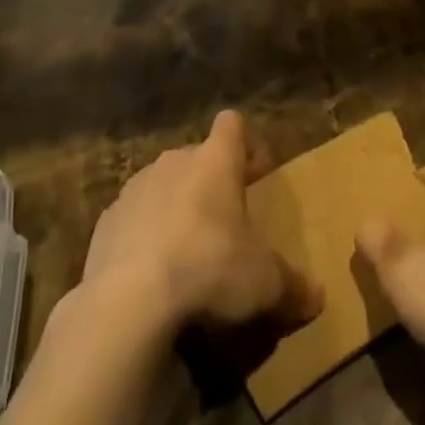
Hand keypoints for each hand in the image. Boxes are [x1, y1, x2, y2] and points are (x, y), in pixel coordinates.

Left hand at [77, 109, 322, 338]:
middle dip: (212, 184)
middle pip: (198, 157)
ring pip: (163, 186)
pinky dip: (143, 238)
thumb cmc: (209, 269)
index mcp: (215, 160)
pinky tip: (151, 276)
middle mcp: (175, 161)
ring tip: (187, 254)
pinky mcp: (106, 222)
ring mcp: (135, 188)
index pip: (233, 124)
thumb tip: (319, 297)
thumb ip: (292, 285)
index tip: (259, 175)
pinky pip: (133, 219)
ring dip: (176, 209)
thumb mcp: (264, 283)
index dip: (248, 144)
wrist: (128, 300)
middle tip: (226, 224)